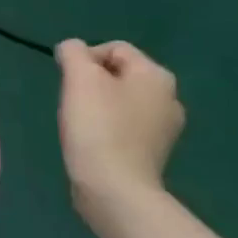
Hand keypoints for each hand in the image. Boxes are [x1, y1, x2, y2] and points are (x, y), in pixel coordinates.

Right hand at [56, 39, 184, 221]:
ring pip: (121, 100)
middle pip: (119, 74)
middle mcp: (169, 98)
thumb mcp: (79, 77)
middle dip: (91, 82)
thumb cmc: (98, 126)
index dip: (85, 59)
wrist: (115, 189)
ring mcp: (165, 128)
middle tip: (73, 102)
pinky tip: (95, 142)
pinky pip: (126, 126)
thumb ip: (73, 52)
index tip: (69, 82)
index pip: (114, 49)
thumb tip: (72, 50)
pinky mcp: (154, 153)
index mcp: (157, 76)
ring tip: (82, 124)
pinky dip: (108, 128)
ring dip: (98, 105)